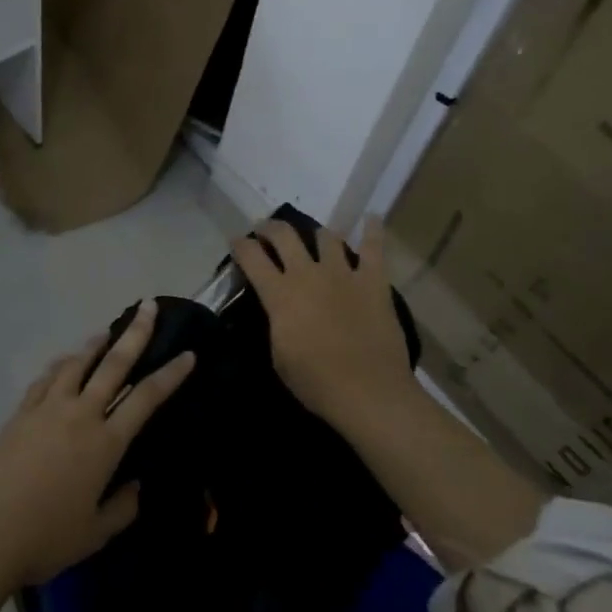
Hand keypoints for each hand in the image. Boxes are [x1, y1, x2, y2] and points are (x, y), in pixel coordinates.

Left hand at [0, 301, 194, 590]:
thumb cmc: (48, 537)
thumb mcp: (96, 533)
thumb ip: (122, 507)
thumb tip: (135, 486)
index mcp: (105, 442)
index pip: (146, 398)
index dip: (170, 374)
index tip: (188, 354)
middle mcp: (80, 414)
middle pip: (113, 364)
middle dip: (135, 333)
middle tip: (148, 307)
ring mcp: (47, 408)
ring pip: (76, 363)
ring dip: (94, 344)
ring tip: (106, 332)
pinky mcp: (21, 413)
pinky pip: (45, 379)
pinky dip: (59, 366)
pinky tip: (64, 363)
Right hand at [231, 216, 412, 427]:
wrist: (369, 392)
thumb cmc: (316, 382)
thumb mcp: (279, 356)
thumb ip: (276, 323)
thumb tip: (277, 310)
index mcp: (280, 294)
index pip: (251, 257)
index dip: (240, 245)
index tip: (237, 241)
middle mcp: (307, 274)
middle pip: (284, 235)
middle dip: (270, 227)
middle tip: (267, 231)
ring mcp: (343, 273)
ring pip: (326, 236)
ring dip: (317, 234)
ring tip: (316, 238)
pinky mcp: (374, 281)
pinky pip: (374, 248)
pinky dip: (373, 230)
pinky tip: (372, 218)